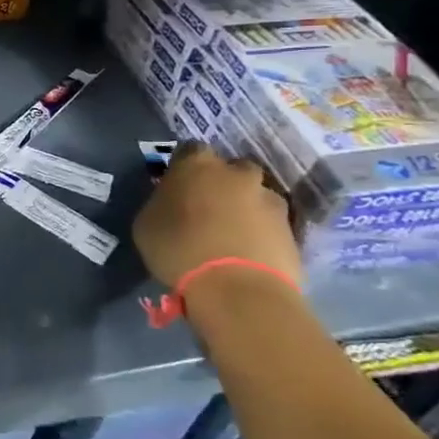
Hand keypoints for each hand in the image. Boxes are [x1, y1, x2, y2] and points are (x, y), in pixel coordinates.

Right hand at [132, 143, 301, 288]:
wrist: (237, 289)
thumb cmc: (179, 249)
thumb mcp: (147, 223)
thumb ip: (161, 203)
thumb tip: (171, 202)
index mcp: (197, 164)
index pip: (189, 149)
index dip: (183, 166)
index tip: (176, 185)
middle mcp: (237, 173)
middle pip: (230, 168)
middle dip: (221, 183)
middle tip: (207, 208)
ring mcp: (270, 199)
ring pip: (255, 195)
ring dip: (244, 207)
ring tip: (230, 234)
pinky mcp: (291, 229)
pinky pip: (270, 223)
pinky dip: (260, 232)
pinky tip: (246, 252)